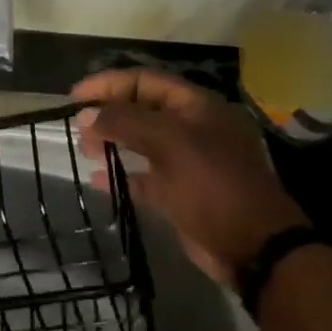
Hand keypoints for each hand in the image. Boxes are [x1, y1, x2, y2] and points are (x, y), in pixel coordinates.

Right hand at [73, 69, 306, 286]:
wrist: (256, 249)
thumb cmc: (214, 185)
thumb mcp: (168, 143)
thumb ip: (124, 121)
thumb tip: (87, 113)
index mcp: (197, 107)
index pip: (145, 81)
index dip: (108, 84)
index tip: (75, 96)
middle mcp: (192, 128)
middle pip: (141, 109)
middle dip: (108, 113)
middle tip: (79, 127)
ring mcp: (187, 161)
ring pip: (140, 141)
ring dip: (111, 142)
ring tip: (86, 150)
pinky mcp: (181, 192)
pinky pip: (144, 176)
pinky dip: (121, 175)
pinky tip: (98, 180)